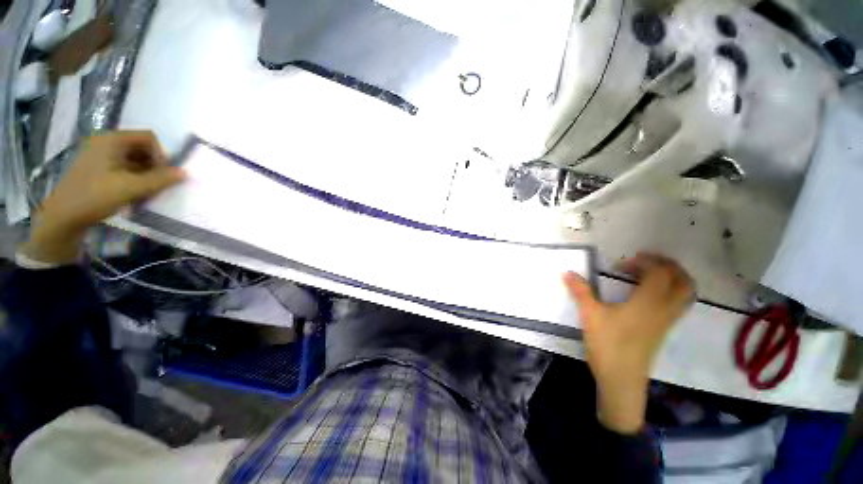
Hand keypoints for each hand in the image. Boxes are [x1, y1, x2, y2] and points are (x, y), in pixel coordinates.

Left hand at [22, 131, 184, 263]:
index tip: (163, 174)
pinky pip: (124, 167)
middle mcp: (105, 142)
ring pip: (134, 159)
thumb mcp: (130, 188)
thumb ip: (160, 180)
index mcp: (111, 140)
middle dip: (154, 165)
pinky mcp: (97, 168)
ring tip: (147, 191)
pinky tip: (135, 193)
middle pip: (141, 147)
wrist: (63, 218)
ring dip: (146, 174)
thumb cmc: (95, 197)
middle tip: (158, 185)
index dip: (161, 154)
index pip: (148, 138)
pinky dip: (134, 178)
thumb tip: (185, 173)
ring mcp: (99, 155)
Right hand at [563, 252, 693, 433]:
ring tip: (649, 273)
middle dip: (666, 265)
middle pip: (682, 280)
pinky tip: (647, 294)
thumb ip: (580, 291)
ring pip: (685, 293)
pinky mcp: (663, 329)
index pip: (659, 273)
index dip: (644, 262)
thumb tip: (567, 271)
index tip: (621, 263)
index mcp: (648, 303)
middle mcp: (664, 309)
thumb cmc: (608, 345)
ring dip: (672, 277)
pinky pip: (678, 303)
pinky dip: (670, 291)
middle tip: (643, 261)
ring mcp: (667, 321)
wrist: (621, 379)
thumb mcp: (590, 315)